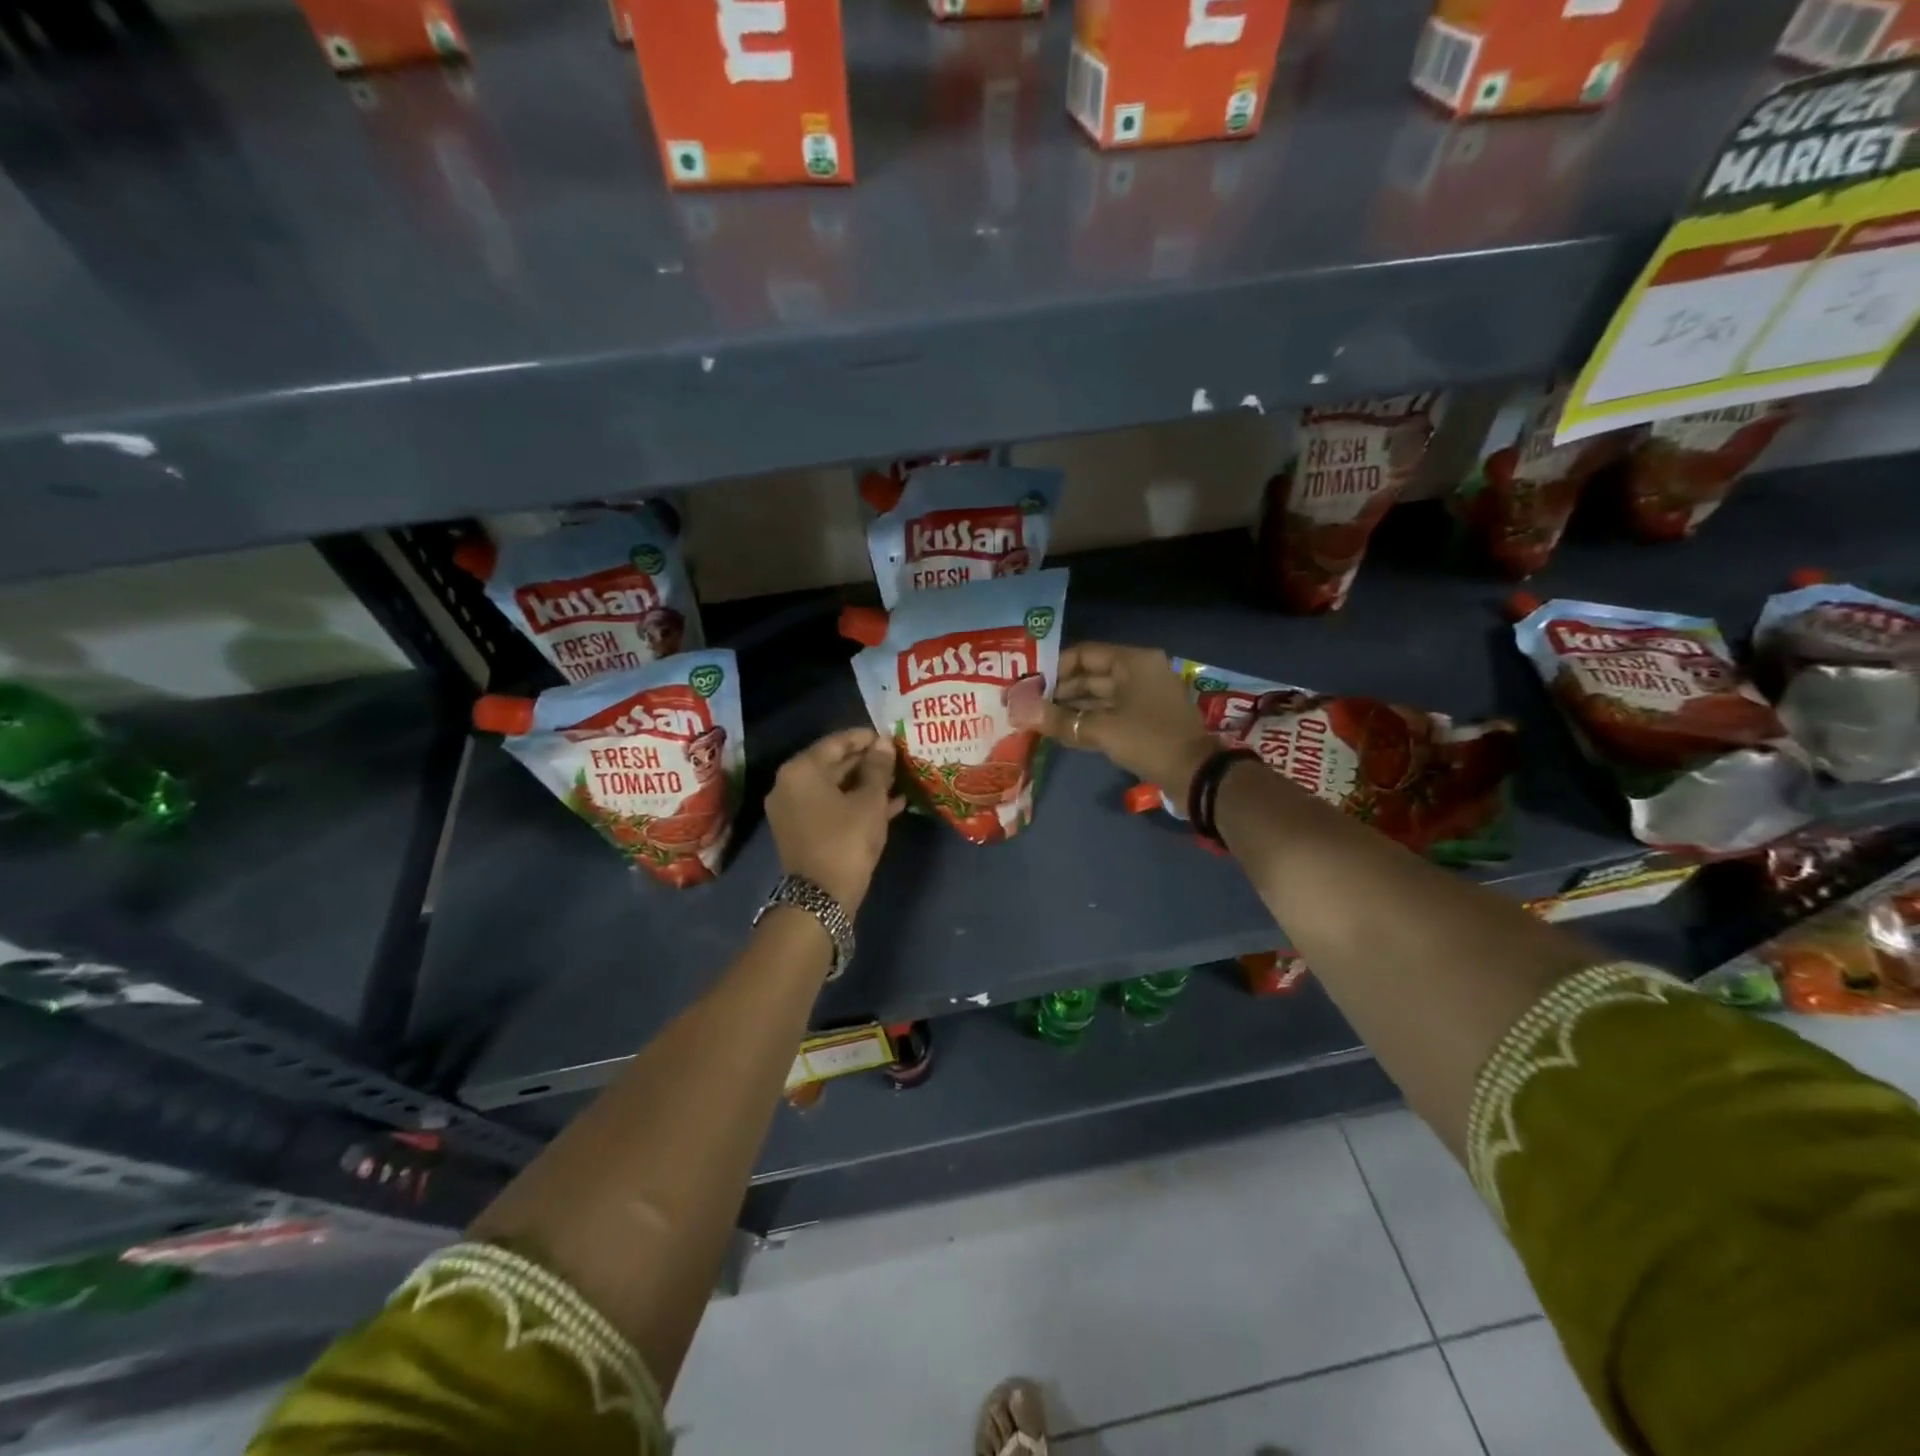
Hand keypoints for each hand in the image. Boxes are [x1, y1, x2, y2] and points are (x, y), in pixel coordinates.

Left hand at [766, 727, 905, 913]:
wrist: (822, 897)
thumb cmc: (847, 840)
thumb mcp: (870, 800)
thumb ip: (877, 768)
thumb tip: (883, 743)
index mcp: (800, 770)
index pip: (836, 742)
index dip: (865, 738)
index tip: (889, 736)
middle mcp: (789, 785)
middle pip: (832, 764)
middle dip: (866, 762)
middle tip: (896, 758)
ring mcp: (792, 810)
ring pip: (833, 787)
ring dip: (864, 784)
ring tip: (897, 779)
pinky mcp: (800, 830)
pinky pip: (830, 807)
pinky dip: (854, 804)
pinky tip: (888, 804)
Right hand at [1038, 643, 1218, 794]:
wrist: (1196, 775)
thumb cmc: (1149, 740)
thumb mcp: (1101, 729)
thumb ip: (1059, 719)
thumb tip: (1020, 712)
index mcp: (1133, 662)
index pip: (1084, 654)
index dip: (1054, 667)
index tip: (1027, 683)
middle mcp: (1139, 672)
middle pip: (1091, 675)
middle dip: (1059, 690)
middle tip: (1027, 704)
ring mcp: (1143, 696)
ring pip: (1099, 696)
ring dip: (1070, 707)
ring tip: (1038, 719)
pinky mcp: (1145, 719)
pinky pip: (1109, 712)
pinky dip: (1087, 720)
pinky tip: (1061, 730)